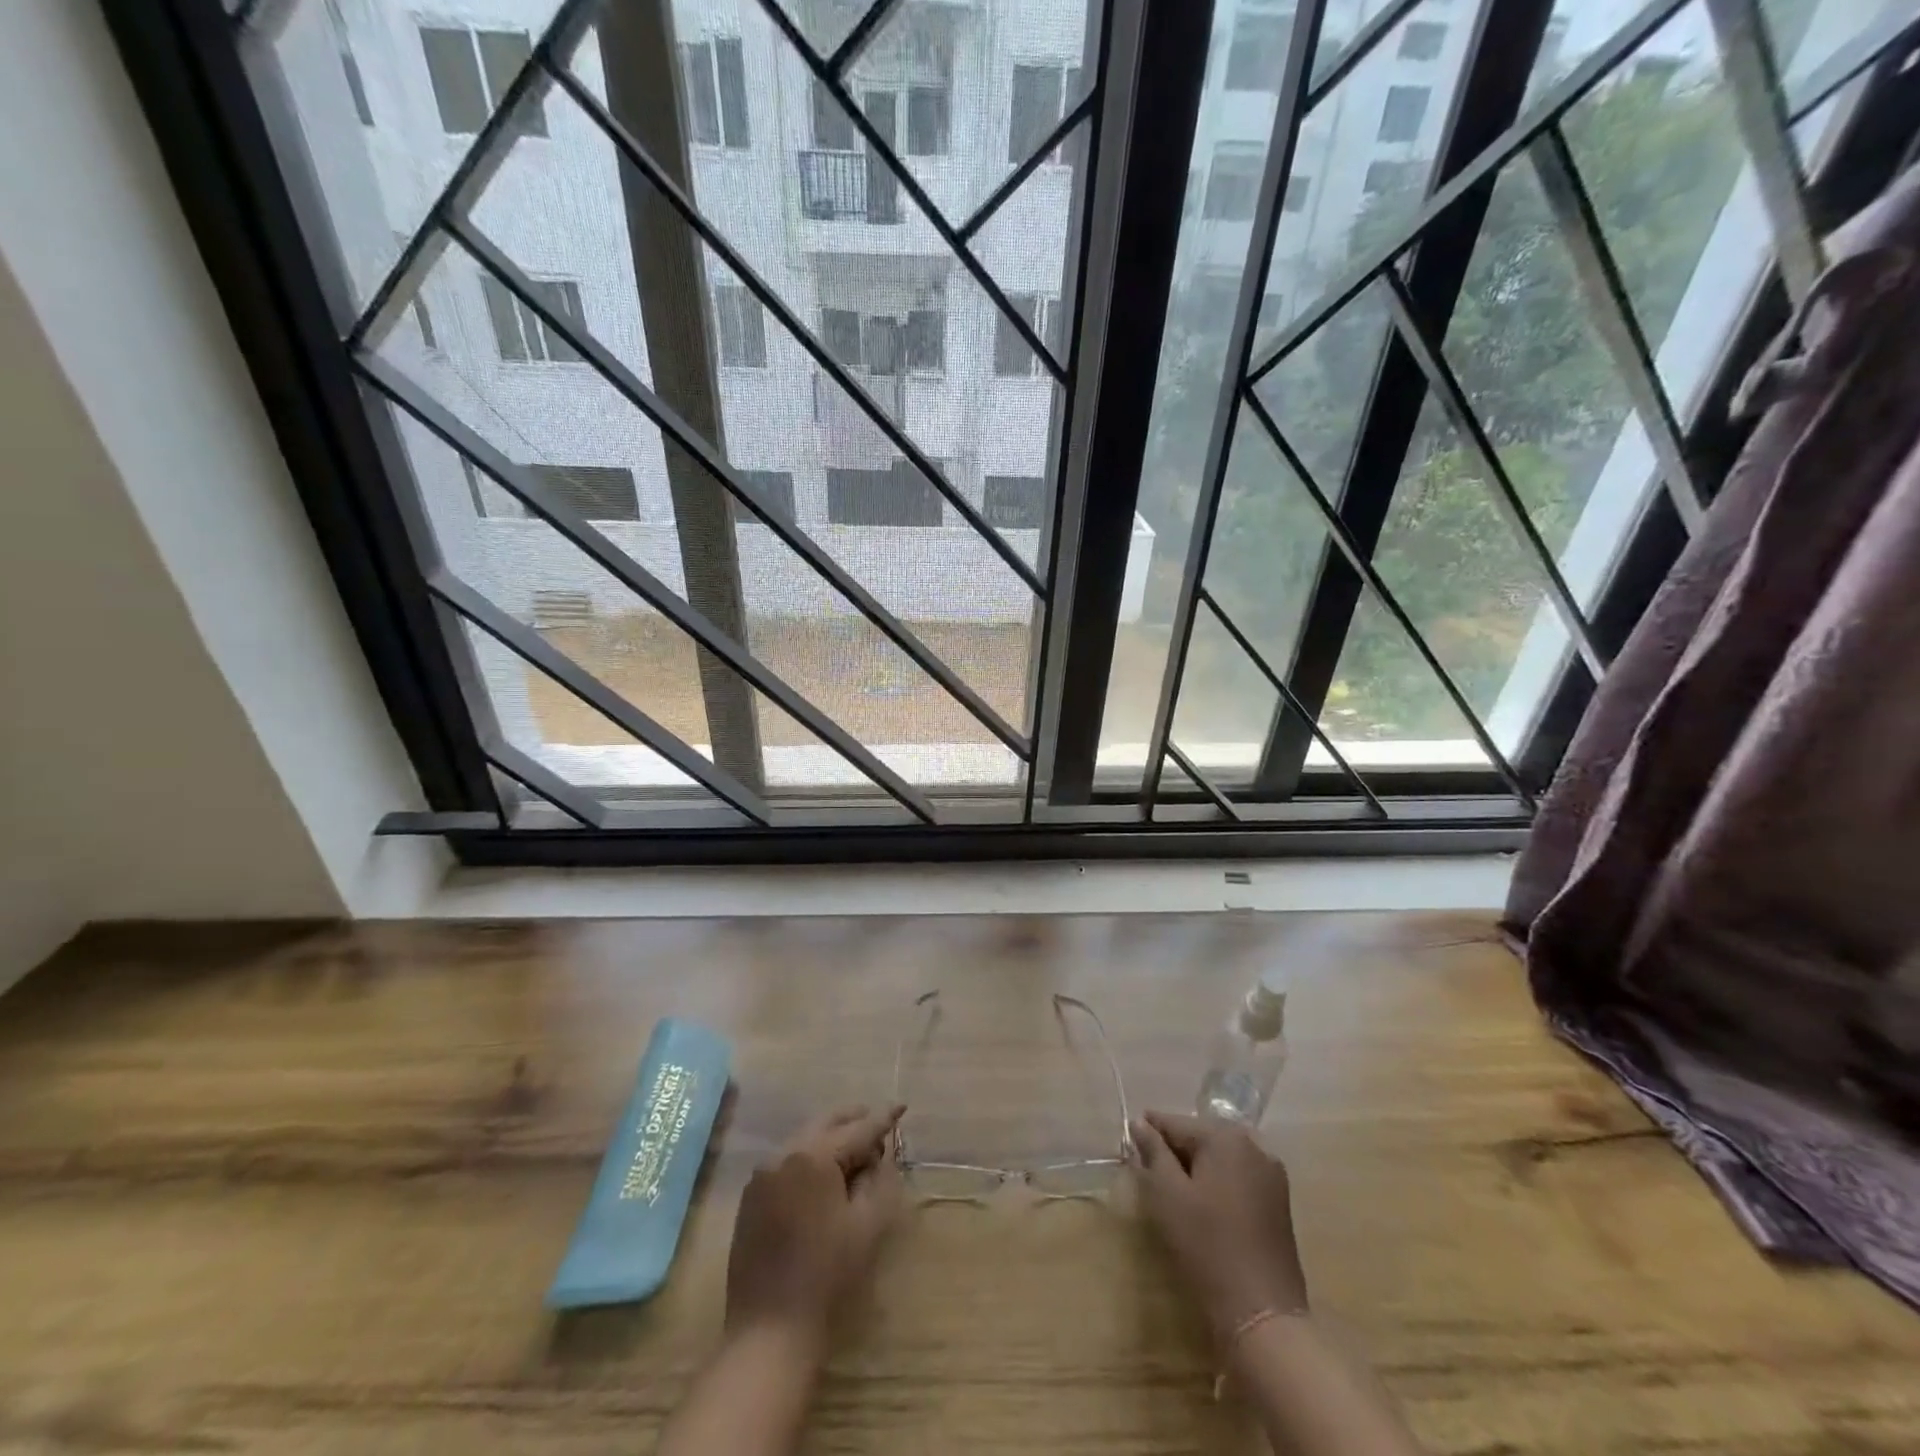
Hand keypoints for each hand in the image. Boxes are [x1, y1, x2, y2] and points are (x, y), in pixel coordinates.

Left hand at [724, 1104, 905, 1355]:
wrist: (769, 1331)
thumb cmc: (826, 1276)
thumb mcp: (867, 1225)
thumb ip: (880, 1181)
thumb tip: (879, 1158)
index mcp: (813, 1156)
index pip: (857, 1129)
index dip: (883, 1118)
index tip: (901, 1105)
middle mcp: (783, 1154)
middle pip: (826, 1124)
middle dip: (854, 1122)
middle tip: (879, 1126)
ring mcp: (762, 1175)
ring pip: (805, 1140)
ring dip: (831, 1140)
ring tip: (856, 1154)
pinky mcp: (751, 1197)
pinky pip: (786, 1162)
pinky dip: (810, 1159)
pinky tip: (825, 1178)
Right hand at [1130, 1110, 1308, 1340]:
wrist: (1262, 1313)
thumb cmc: (1207, 1246)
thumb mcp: (1168, 1194)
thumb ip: (1153, 1152)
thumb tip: (1140, 1122)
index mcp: (1226, 1137)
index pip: (1176, 1122)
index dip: (1150, 1131)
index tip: (1130, 1141)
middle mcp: (1254, 1146)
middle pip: (1202, 1136)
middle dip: (1175, 1150)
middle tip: (1149, 1170)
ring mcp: (1271, 1174)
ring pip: (1221, 1157)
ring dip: (1197, 1167)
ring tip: (1174, 1189)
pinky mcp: (1279, 1202)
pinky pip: (1239, 1177)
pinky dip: (1218, 1182)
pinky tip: (1203, 1205)